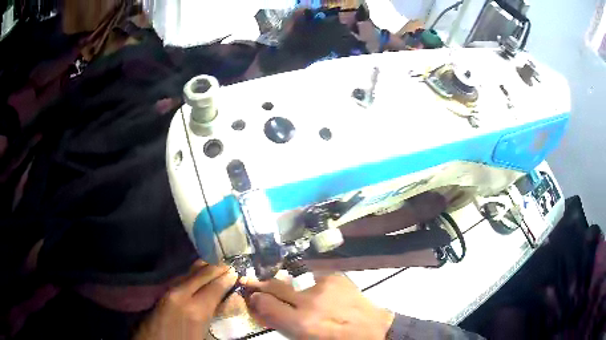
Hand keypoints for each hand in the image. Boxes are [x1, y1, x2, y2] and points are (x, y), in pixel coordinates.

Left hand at [134, 261, 237, 339]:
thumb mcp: (205, 335)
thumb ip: (214, 315)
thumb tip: (226, 301)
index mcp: (196, 310)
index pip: (215, 287)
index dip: (226, 278)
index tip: (235, 271)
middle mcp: (181, 295)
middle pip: (201, 274)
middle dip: (216, 268)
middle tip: (228, 265)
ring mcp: (168, 292)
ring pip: (188, 273)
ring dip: (203, 269)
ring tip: (214, 266)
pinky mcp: (161, 294)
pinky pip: (179, 279)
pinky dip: (190, 275)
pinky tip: (195, 276)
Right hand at [243, 274, 393, 339]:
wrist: (374, 330)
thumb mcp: (303, 338)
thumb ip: (280, 322)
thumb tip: (260, 307)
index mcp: (301, 323)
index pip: (263, 302)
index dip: (254, 298)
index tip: (252, 296)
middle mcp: (310, 301)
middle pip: (274, 284)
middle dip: (263, 285)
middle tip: (258, 285)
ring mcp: (324, 286)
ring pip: (292, 279)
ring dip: (288, 287)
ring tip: (298, 296)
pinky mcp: (336, 277)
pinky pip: (312, 277)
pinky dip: (309, 286)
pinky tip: (318, 295)